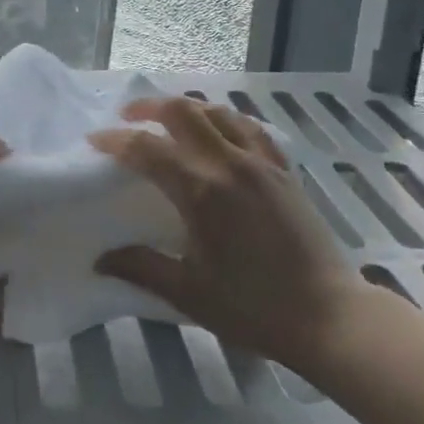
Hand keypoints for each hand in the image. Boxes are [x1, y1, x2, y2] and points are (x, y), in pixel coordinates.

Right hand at [90, 97, 360, 371]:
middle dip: (148, 107)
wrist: (328, 316)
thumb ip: (141, 267)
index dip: (116, 140)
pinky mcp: (283, 169)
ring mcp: (260, 162)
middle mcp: (228, 163)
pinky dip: (225, 118)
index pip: (147, 149)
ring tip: (168, 118)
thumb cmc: (253, 307)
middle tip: (127, 116)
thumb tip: (100, 259)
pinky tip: (219, 128)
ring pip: (217, 111)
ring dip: (186, 107)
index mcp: (201, 191)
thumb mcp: (188, 293)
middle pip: (182, 112)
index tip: (95, 141)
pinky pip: (250, 127)